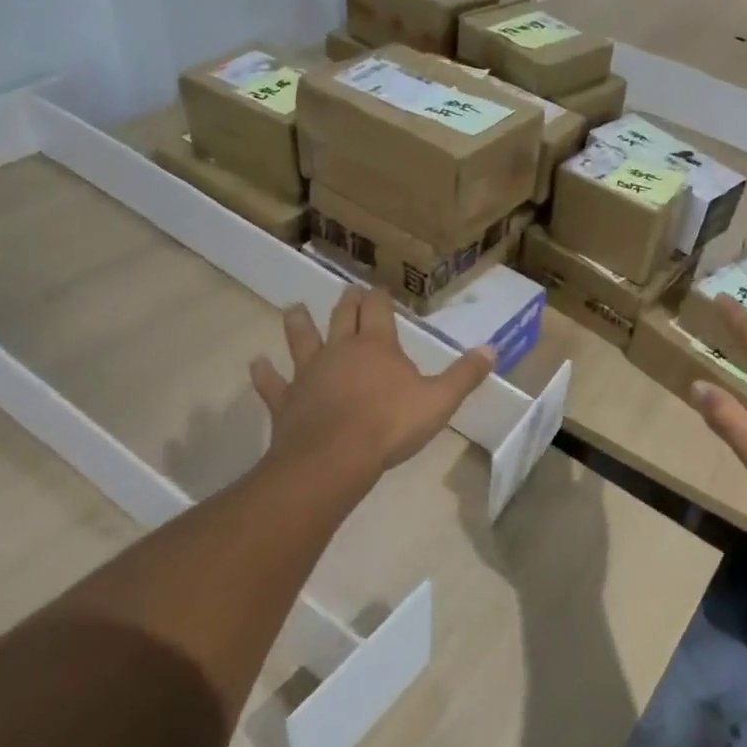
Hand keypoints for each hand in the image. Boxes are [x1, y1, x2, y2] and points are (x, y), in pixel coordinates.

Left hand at [249, 286, 493, 485]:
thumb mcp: (439, 400)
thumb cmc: (390, 426)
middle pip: (343, 318)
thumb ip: (464, 375)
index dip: (379, 298)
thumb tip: (491, 349)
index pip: (379, 312)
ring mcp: (309, 374)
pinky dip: (264, 374)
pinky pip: (273, 384)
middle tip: (347, 289)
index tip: (377, 287)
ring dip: (298, 324)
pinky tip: (256, 364)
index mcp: (378, 346)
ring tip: (292, 308)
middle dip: (347, 302)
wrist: (334, 458)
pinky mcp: (287, 400)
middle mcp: (341, 351)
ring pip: (302, 341)